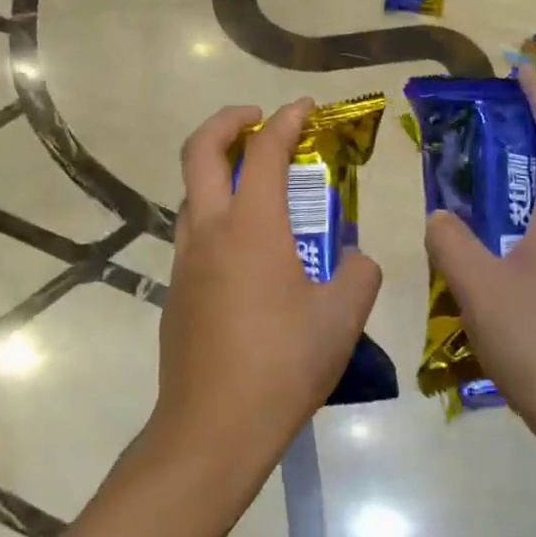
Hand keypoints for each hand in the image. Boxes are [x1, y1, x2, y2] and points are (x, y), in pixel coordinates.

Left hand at [152, 100, 383, 477]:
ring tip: (256, 185)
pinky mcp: (176, 292)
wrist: (213, 429)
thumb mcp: (342, 317)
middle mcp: (209, 232)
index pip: (264, 152)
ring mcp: (185, 262)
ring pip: (191, 194)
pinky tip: (249, 252)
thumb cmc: (283, 364)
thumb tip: (354, 260)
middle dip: (227, 121)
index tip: (304, 107)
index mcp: (252, 227)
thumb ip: (359, 274)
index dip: (286, 120)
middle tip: (257, 119)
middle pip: (199, 151)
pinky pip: (194, 235)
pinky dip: (216, 216)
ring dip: (217, 171)